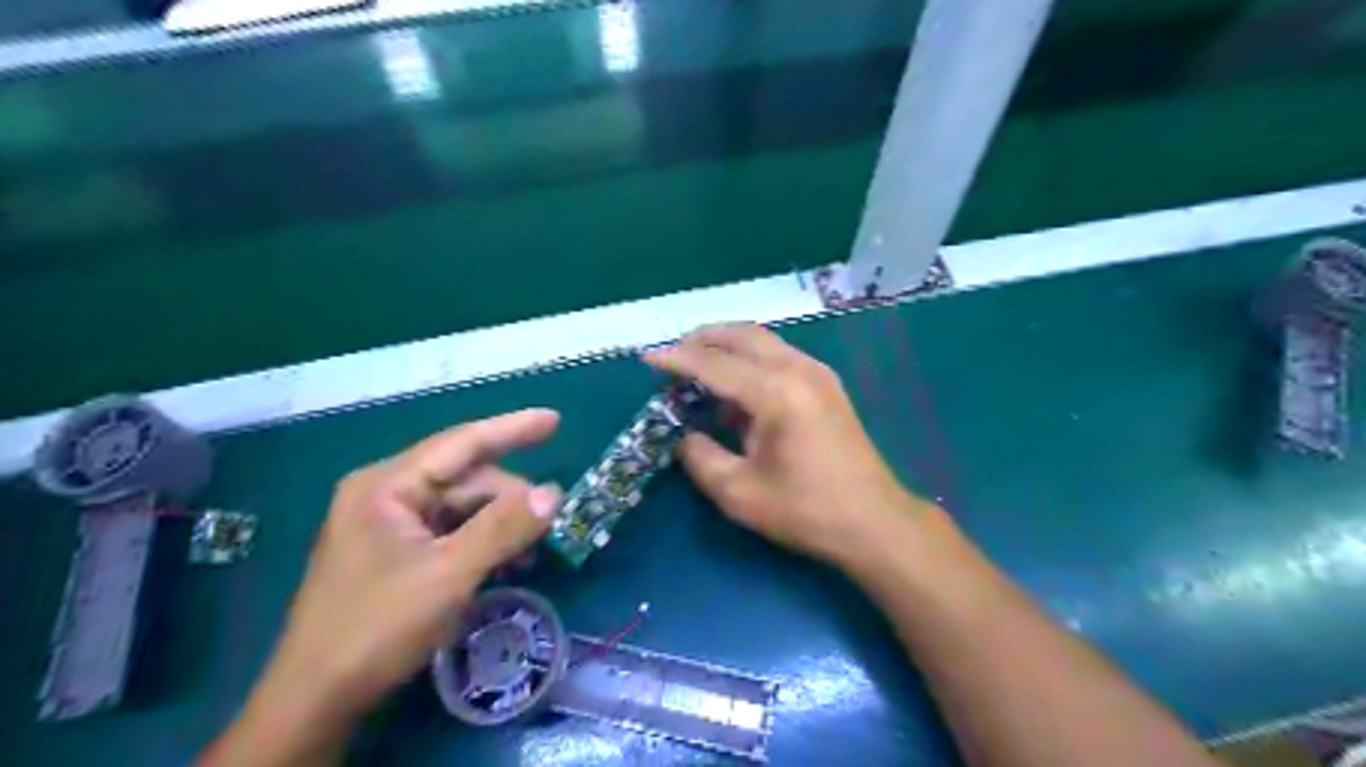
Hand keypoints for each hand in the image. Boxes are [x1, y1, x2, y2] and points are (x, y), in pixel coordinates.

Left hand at [252, 409, 562, 722]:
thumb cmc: (376, 629)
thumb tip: (554, 493)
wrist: (315, 703)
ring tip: (529, 553)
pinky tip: (504, 564)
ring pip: (463, 509)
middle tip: (549, 525)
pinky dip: (482, 543)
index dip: (512, 429)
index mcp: (388, 486)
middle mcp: (387, 495)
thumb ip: (502, 528)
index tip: (555, 419)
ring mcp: (389, 526)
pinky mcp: (396, 554)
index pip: (462, 443)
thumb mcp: (448, 575)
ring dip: (500, 525)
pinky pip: (452, 533)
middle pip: (466, 480)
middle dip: (510, 498)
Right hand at [644, 319, 929, 564]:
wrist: (874, 521)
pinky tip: (737, 387)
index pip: (714, 364)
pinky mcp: (827, 385)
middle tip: (672, 354)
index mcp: (775, 393)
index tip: (646, 358)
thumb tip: (685, 434)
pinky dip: (750, 359)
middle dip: (702, 339)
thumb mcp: (739, 494)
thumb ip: (701, 458)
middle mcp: (798, 370)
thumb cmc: (806, 511)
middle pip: (742, 335)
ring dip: (727, 346)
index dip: (676, 359)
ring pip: (763, 341)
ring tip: (698, 366)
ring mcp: (817, 373)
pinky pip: (779, 356)